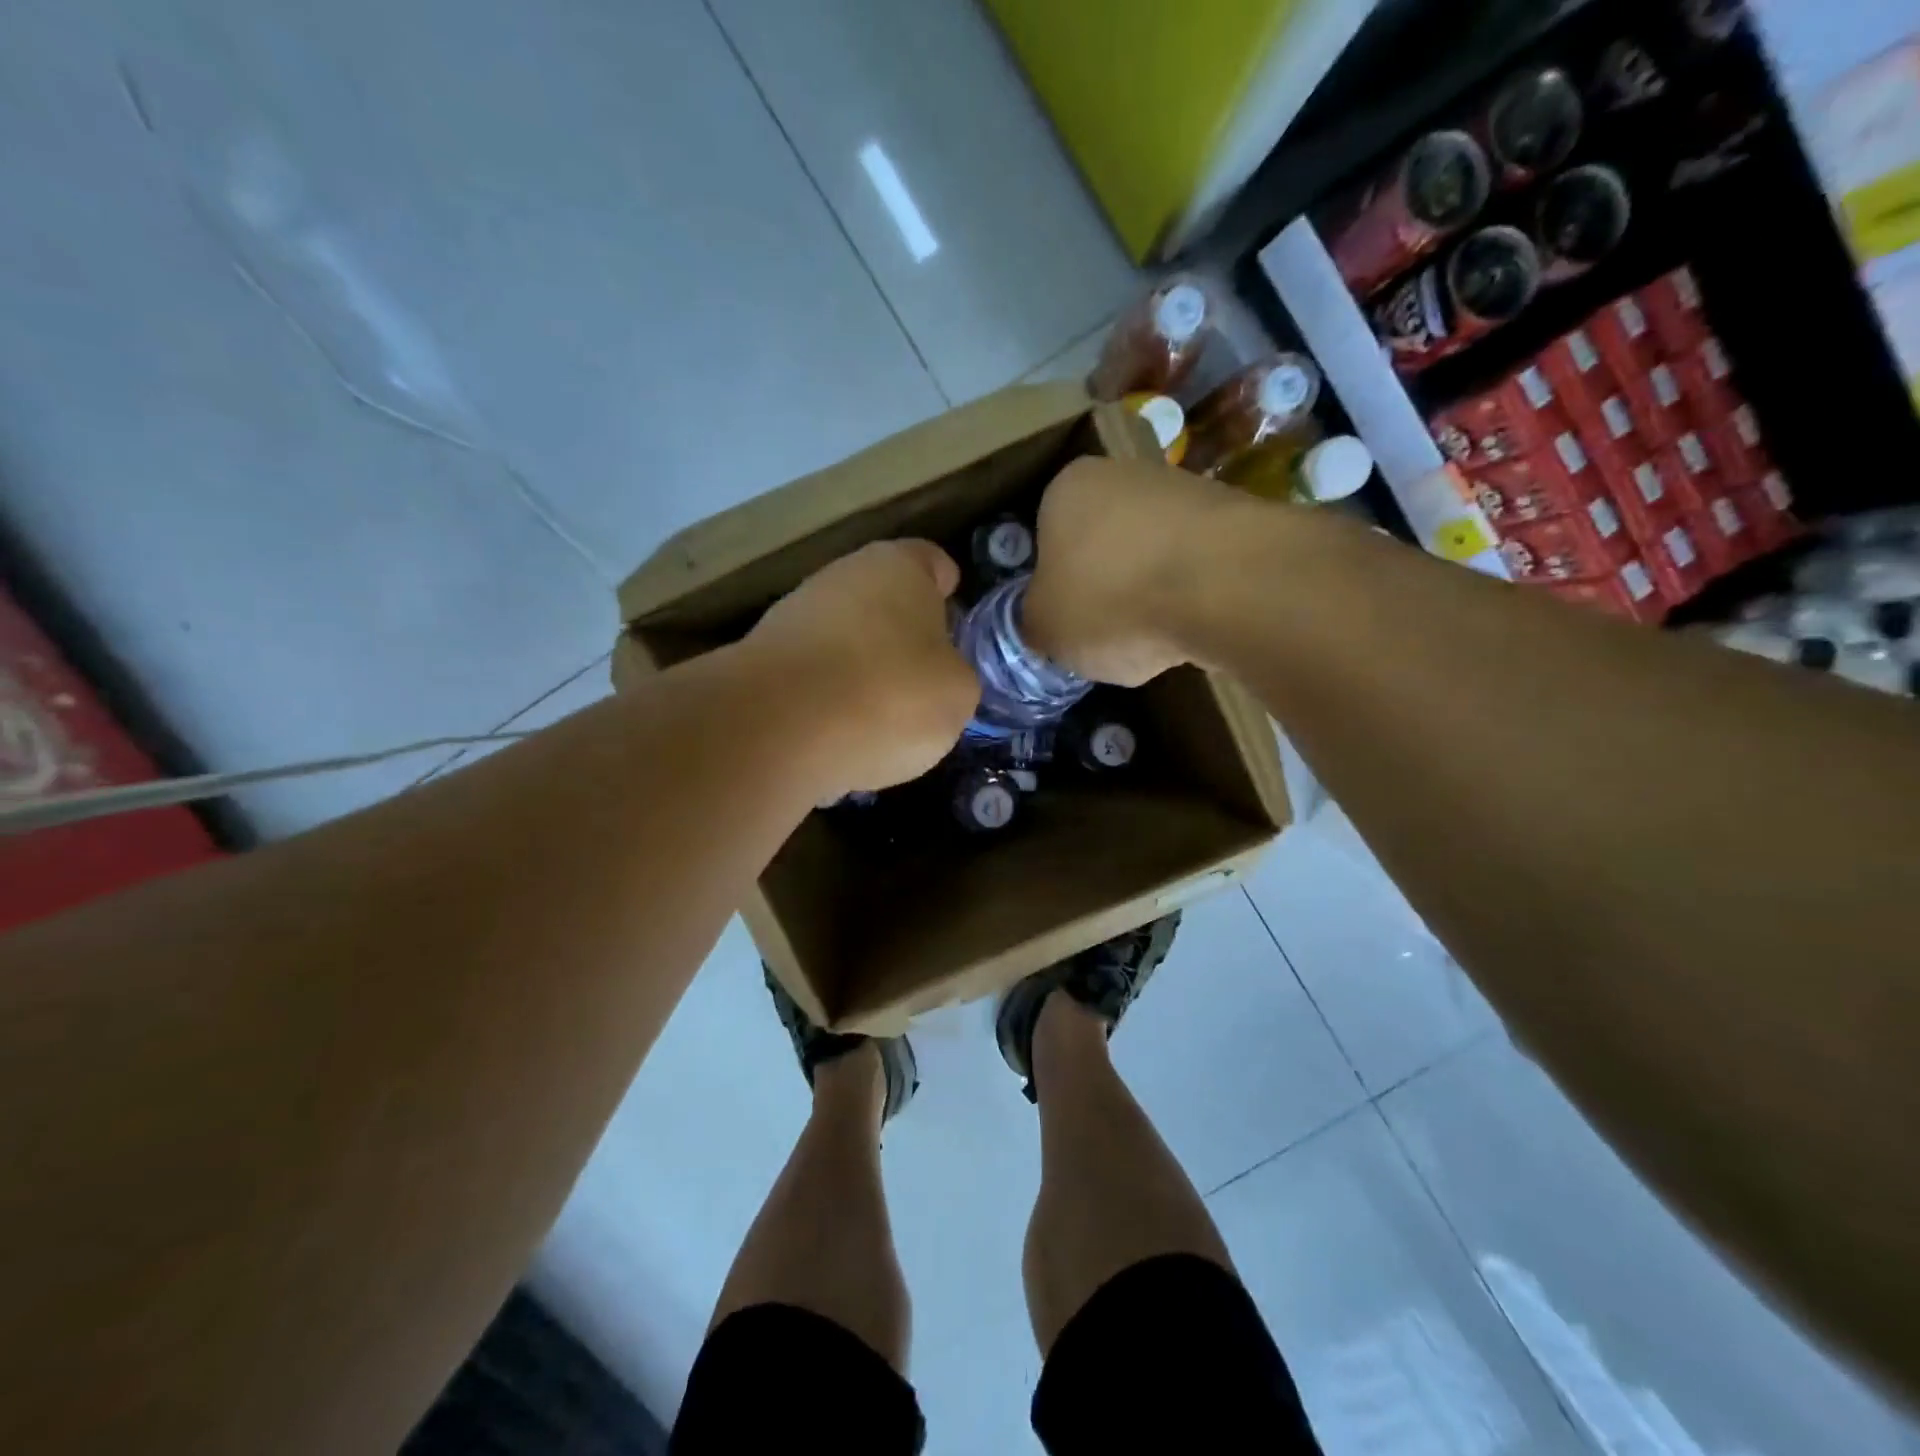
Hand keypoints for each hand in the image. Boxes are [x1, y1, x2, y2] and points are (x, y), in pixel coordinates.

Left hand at [743, 539, 978, 794]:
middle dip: (902, 636)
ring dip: (863, 670)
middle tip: (924, 680)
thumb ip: (954, 674)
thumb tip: (935, 677)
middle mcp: (842, 576)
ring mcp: (794, 615)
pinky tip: (839, 737)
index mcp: (898, 567)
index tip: (956, 622)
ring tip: (882, 721)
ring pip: (844, 639)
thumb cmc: (890, 695)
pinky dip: (827, 701)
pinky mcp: (761, 660)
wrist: (779, 729)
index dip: (947, 590)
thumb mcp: (958, 694)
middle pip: (883, 601)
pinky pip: (812, 678)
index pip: (932, 562)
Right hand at [1023, 456, 1252, 684]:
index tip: (1064, 620)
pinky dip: (1191, 596)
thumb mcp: (1045, 629)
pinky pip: (1196, 566)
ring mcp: (1186, 488)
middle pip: (1102, 541)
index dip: (1053, 584)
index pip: (1046, 536)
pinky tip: (1194, 626)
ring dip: (1149, 591)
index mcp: (1066, 488)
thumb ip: (1036, 622)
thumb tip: (1045, 622)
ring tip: (1155, 637)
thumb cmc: (1112, 600)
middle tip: (1105, 632)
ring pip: (1151, 552)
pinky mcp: (1236, 517)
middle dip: (1104, 585)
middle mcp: (1124, 473)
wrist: (1227, 586)